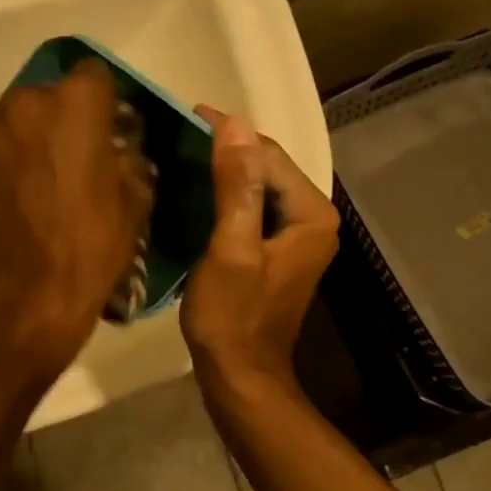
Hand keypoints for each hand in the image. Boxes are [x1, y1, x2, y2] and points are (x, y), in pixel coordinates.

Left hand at [0, 59, 152, 377]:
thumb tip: (116, 144)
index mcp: (77, 103)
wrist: (32, 290)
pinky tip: (8, 193)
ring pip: (12, 119)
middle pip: (46, 95)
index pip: (92, 74)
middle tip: (67, 156)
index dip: (100, 100)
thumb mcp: (135, 197)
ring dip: (24, 137)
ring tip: (33, 178)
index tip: (103, 126)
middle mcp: (26, 102)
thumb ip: (127, 154)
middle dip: (58, 118)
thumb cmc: (93, 243)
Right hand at [182, 107, 337, 395]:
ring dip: (224, 170)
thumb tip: (235, 124)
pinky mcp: (277, 250)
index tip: (186, 115)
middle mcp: (313, 219)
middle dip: (226, 148)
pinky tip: (196, 190)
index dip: (228, 132)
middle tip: (178, 132)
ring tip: (181, 154)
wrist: (240, 375)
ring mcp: (297, 236)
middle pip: (266, 167)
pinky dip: (226, 196)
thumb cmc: (232, 316)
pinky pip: (252, 208)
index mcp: (310, 214)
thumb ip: (236, 185)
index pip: (268, 153)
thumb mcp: (230, 247)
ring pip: (258, 187)